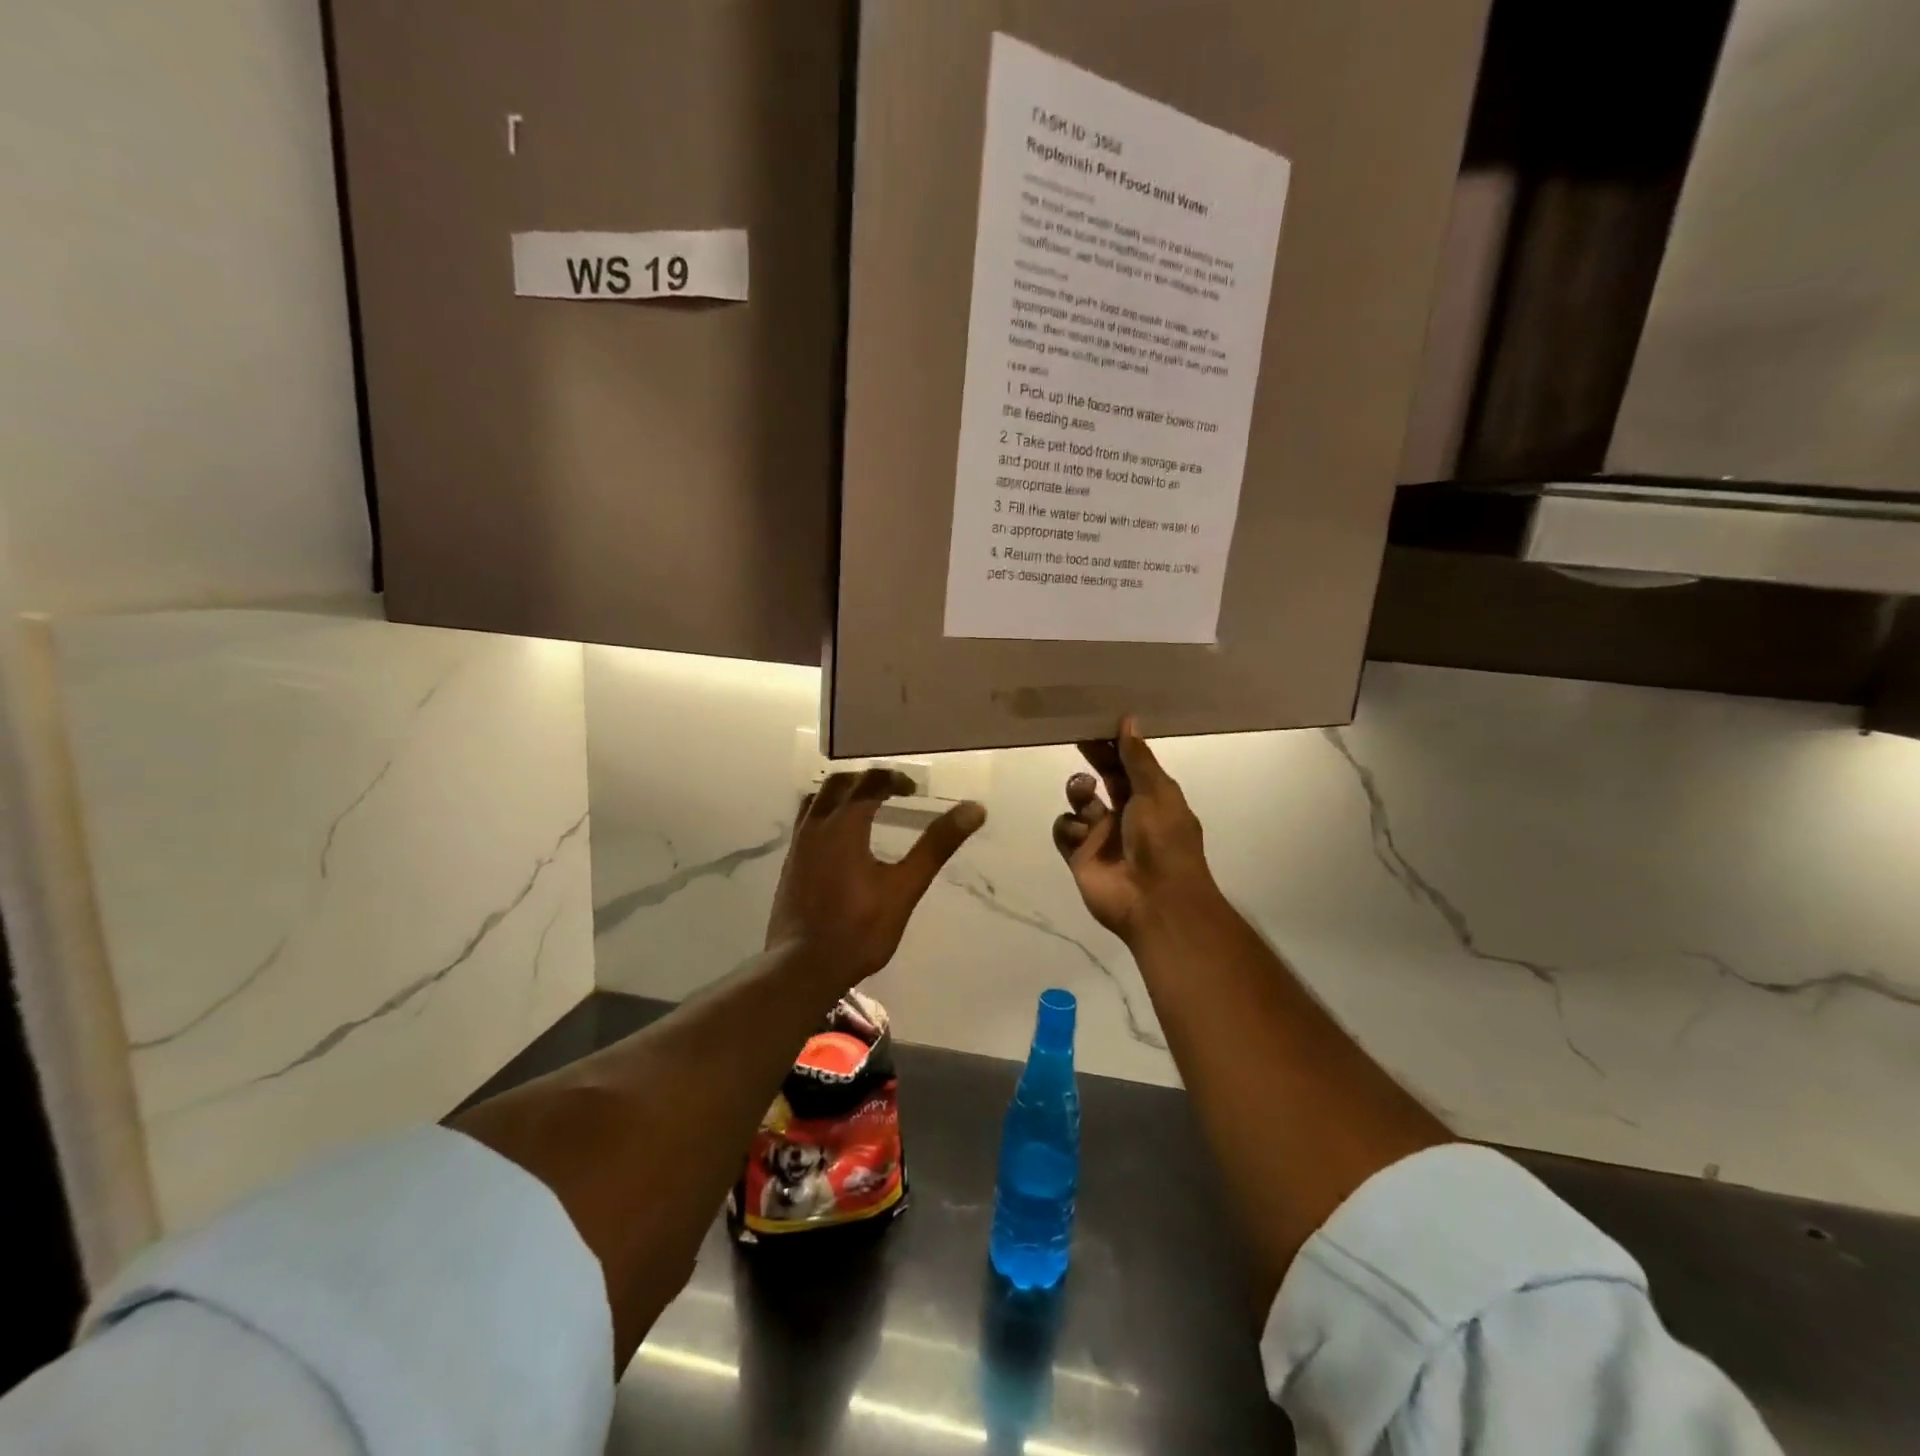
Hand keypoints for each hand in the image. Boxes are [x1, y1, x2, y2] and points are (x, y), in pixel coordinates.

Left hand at [767, 767, 985, 982]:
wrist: (802, 968)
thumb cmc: (859, 928)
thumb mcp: (905, 887)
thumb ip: (936, 846)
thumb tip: (974, 809)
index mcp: (843, 825)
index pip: (868, 783)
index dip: (893, 779)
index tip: (913, 788)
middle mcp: (815, 826)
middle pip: (837, 784)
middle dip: (865, 780)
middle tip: (891, 791)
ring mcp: (798, 846)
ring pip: (815, 801)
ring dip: (840, 794)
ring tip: (863, 807)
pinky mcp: (790, 866)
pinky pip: (806, 823)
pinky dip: (825, 815)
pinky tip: (839, 841)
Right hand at [1053, 718, 1214, 940]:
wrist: (1154, 901)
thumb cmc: (1163, 841)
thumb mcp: (1156, 793)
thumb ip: (1138, 758)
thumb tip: (1128, 720)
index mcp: (1152, 798)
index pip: (1129, 764)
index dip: (1114, 744)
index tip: (1095, 723)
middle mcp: (1126, 814)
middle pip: (1104, 778)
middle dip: (1093, 761)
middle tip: (1077, 740)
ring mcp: (1102, 835)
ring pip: (1080, 802)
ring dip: (1080, 793)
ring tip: (1086, 798)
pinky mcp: (1080, 855)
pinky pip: (1065, 830)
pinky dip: (1069, 826)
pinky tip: (1080, 832)